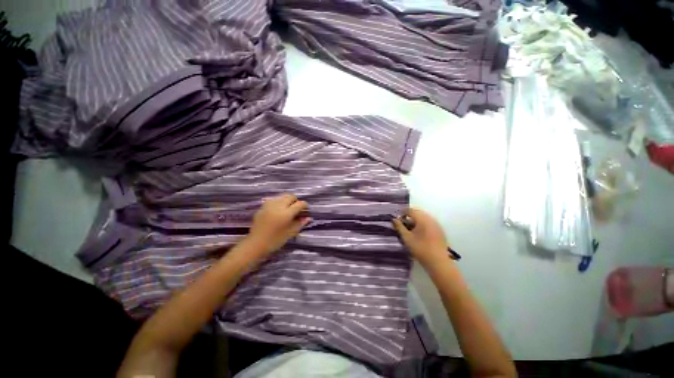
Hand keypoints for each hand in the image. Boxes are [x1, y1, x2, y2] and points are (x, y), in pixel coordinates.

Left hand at [246, 194, 310, 255]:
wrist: (255, 244)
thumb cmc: (275, 240)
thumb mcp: (290, 233)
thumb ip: (300, 223)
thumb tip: (308, 218)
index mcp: (286, 213)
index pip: (299, 204)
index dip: (304, 206)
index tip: (305, 210)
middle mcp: (278, 206)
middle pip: (291, 196)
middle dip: (295, 201)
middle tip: (296, 210)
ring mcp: (269, 205)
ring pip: (282, 196)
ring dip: (287, 200)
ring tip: (287, 209)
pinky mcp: (262, 207)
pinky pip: (273, 200)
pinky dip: (278, 202)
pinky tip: (278, 210)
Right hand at [392, 208, 449, 266]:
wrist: (438, 261)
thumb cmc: (420, 248)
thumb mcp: (406, 237)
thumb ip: (399, 227)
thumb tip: (394, 219)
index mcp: (422, 219)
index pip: (411, 210)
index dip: (403, 212)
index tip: (398, 218)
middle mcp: (430, 219)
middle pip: (418, 212)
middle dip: (410, 216)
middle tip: (403, 223)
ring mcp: (436, 224)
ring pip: (424, 217)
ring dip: (416, 220)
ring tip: (410, 228)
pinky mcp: (440, 230)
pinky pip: (429, 222)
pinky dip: (423, 224)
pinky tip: (420, 233)